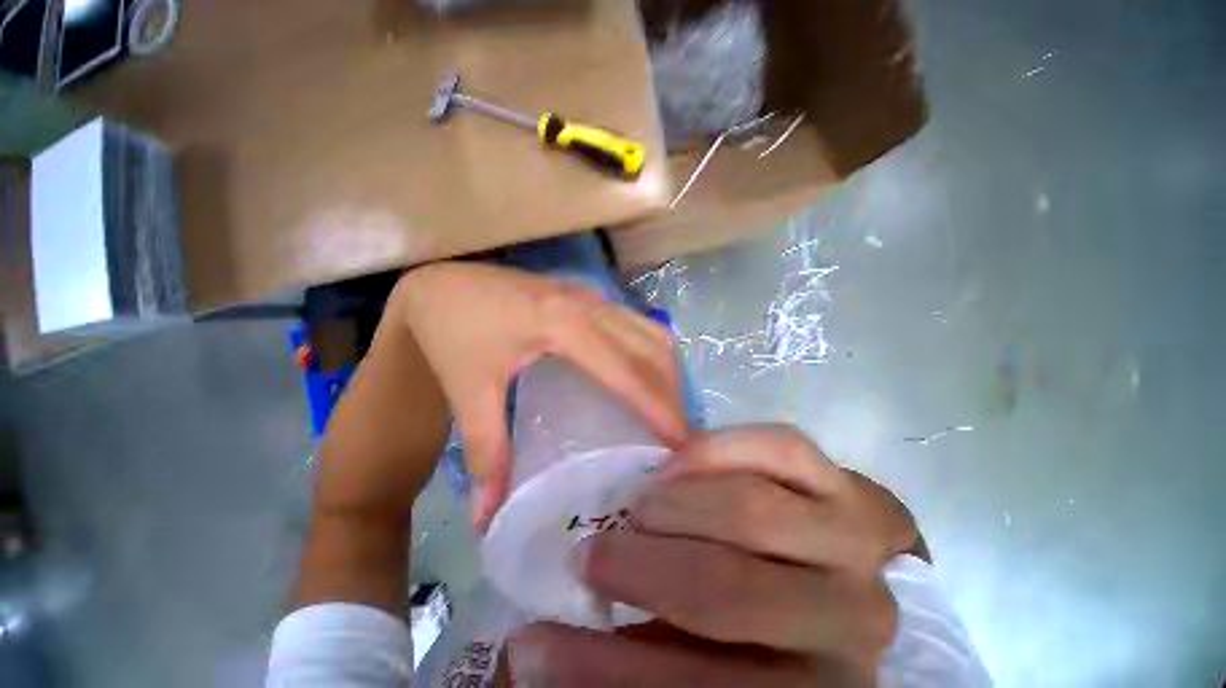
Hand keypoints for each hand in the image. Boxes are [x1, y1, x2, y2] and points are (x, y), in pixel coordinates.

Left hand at [394, 262, 688, 530]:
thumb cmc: (454, 332)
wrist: (441, 284)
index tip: (682, 442)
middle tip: (678, 434)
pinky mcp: (588, 298)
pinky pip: (635, 325)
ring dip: (665, 370)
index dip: (657, 406)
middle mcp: (589, 304)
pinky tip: (644, 378)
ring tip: (668, 409)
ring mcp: (591, 296)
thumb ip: (486, 452)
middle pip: (650, 346)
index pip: (625, 370)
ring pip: (648, 331)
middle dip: (672, 390)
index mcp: (564, 324)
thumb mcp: (470, 390)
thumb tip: (488, 517)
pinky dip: (651, 353)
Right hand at [509, 425, 922, 686]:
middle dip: (639, 569)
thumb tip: (535, 653)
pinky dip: (717, 450)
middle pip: (724, 592)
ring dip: (673, 507)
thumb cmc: (782, 633)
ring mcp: (857, 542)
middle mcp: (849, 622)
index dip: (600, 669)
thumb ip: (641, 658)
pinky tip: (679, 459)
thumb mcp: (715, 664)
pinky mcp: (851, 482)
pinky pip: (779, 449)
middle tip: (592, 553)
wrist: (856, 582)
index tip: (531, 646)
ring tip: (636, 507)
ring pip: (748, 509)